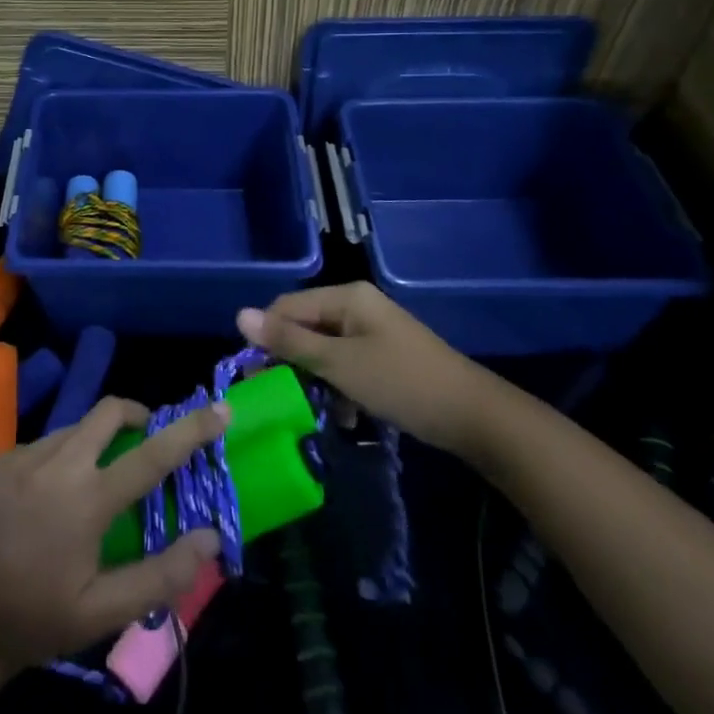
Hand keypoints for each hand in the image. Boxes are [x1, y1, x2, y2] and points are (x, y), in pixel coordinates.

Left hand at [0, 396, 227, 677]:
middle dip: (138, 415)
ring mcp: (25, 455)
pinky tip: (55, 496)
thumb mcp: (103, 613)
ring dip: (98, 440)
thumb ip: (160, 575)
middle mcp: (57, 463)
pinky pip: (47, 442)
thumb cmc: (36, 620)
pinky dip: (66, 454)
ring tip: (98, 484)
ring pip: (77, 425)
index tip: (221, 408)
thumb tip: (210, 536)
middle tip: (149, 442)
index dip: (191, 429)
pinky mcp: (1, 458)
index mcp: (86, 499)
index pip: (152, 454)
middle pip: (110, 411)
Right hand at [237, 284, 493, 454]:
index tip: (253, 378)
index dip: (266, 338)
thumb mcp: (340, 364)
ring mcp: (372, 331)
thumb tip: (239, 315)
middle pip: (305, 326)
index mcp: (346, 297)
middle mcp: (357, 306)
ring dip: (314, 378)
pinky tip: (343, 415)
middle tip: (276, 398)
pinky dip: (338, 386)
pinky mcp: (383, 356)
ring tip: (310, 411)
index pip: (286, 306)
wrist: (475, 416)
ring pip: (324, 349)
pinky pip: (346, 363)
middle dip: (290, 361)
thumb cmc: (401, 382)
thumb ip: (289, 341)